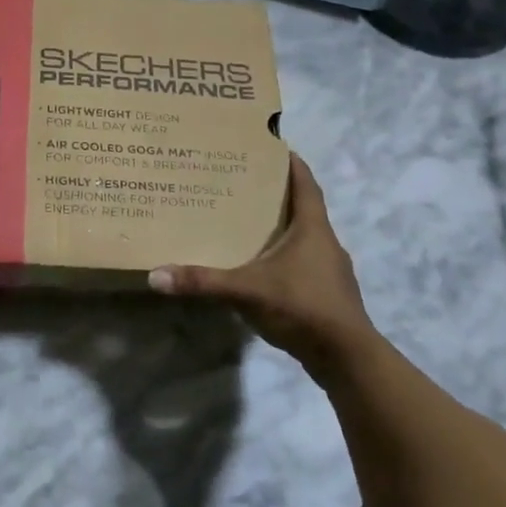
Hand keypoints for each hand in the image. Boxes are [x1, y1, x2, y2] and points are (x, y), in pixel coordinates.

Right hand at [149, 153, 376, 375]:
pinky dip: (285, 258)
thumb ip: (204, 282)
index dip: (291, 162)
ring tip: (249, 223)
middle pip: (303, 208)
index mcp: (313, 228)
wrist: (349, 361)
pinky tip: (264, 268)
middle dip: (277, 194)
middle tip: (244, 183)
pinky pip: (305, 264)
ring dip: (282, 228)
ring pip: (304, 238)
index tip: (272, 145)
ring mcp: (330, 271)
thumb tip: (156, 275)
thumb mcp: (248, 291)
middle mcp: (325, 243)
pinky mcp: (328, 295)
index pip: (305, 183)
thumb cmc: (303, 308)